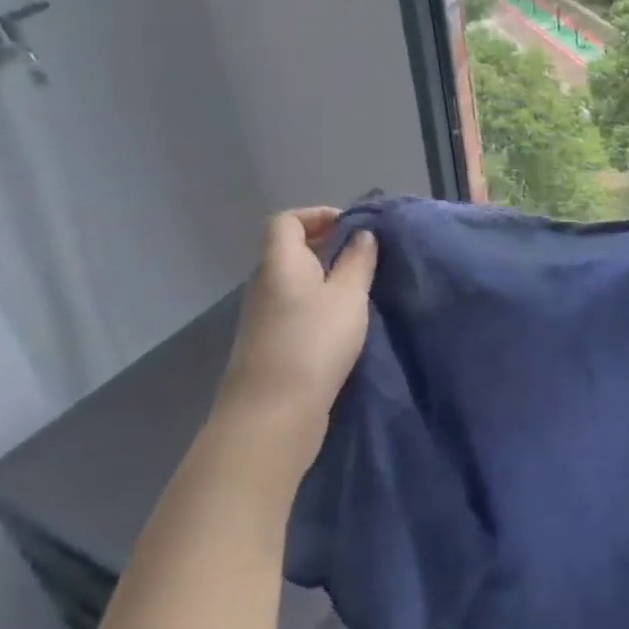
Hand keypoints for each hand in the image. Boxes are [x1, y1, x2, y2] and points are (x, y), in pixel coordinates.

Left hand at [214, 209, 377, 463]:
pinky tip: (343, 323)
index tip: (351, 227)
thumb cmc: (314, 341)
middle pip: (290, 250)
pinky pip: (295, 307)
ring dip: (325, 277)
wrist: (273, 412)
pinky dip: (318, 304)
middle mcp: (265, 283)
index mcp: (280, 262)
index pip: (287, 220)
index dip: (317, 215)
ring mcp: (264, 316)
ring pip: (295, 281)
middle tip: (364, 256)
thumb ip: (358, 261)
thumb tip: (361, 235)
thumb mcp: (348, 296)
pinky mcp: (270, 343)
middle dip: (327, 246)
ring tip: (360, 289)